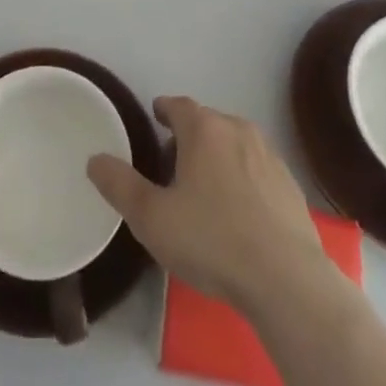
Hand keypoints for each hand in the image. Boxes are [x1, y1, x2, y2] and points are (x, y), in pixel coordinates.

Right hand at [87, 96, 327, 312]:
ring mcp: (269, 156)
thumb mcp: (152, 218)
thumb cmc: (212, 240)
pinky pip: (257, 170)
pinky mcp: (290, 185)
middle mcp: (238, 130)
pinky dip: (243, 179)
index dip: (164, 110)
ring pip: (234, 144)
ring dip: (218, 157)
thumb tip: (94, 159)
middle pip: (207, 123)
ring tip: (204, 190)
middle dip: (189, 138)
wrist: (285, 280)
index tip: (155, 119)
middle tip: (172, 166)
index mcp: (204, 129)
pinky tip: (239, 212)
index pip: (178, 105)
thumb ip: (120, 185)